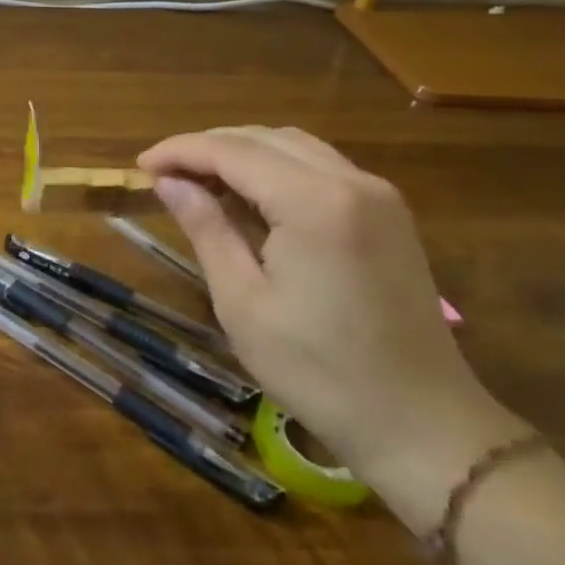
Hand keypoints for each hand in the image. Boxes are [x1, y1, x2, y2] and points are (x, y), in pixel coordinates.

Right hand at [138, 128, 527, 531]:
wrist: (423, 426)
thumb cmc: (319, 371)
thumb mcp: (242, 301)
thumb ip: (206, 228)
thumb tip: (168, 181)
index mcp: (315, 202)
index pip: (233, 151)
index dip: (181, 151)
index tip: (141, 165)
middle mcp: (351, 181)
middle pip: (263, 139)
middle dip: (207, 147)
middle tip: (163, 174)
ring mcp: (377, 195)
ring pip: (293, 146)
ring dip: (241, 152)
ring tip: (198, 179)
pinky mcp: (388, 213)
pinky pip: (320, 166)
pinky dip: (275, 167)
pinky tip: (249, 193)